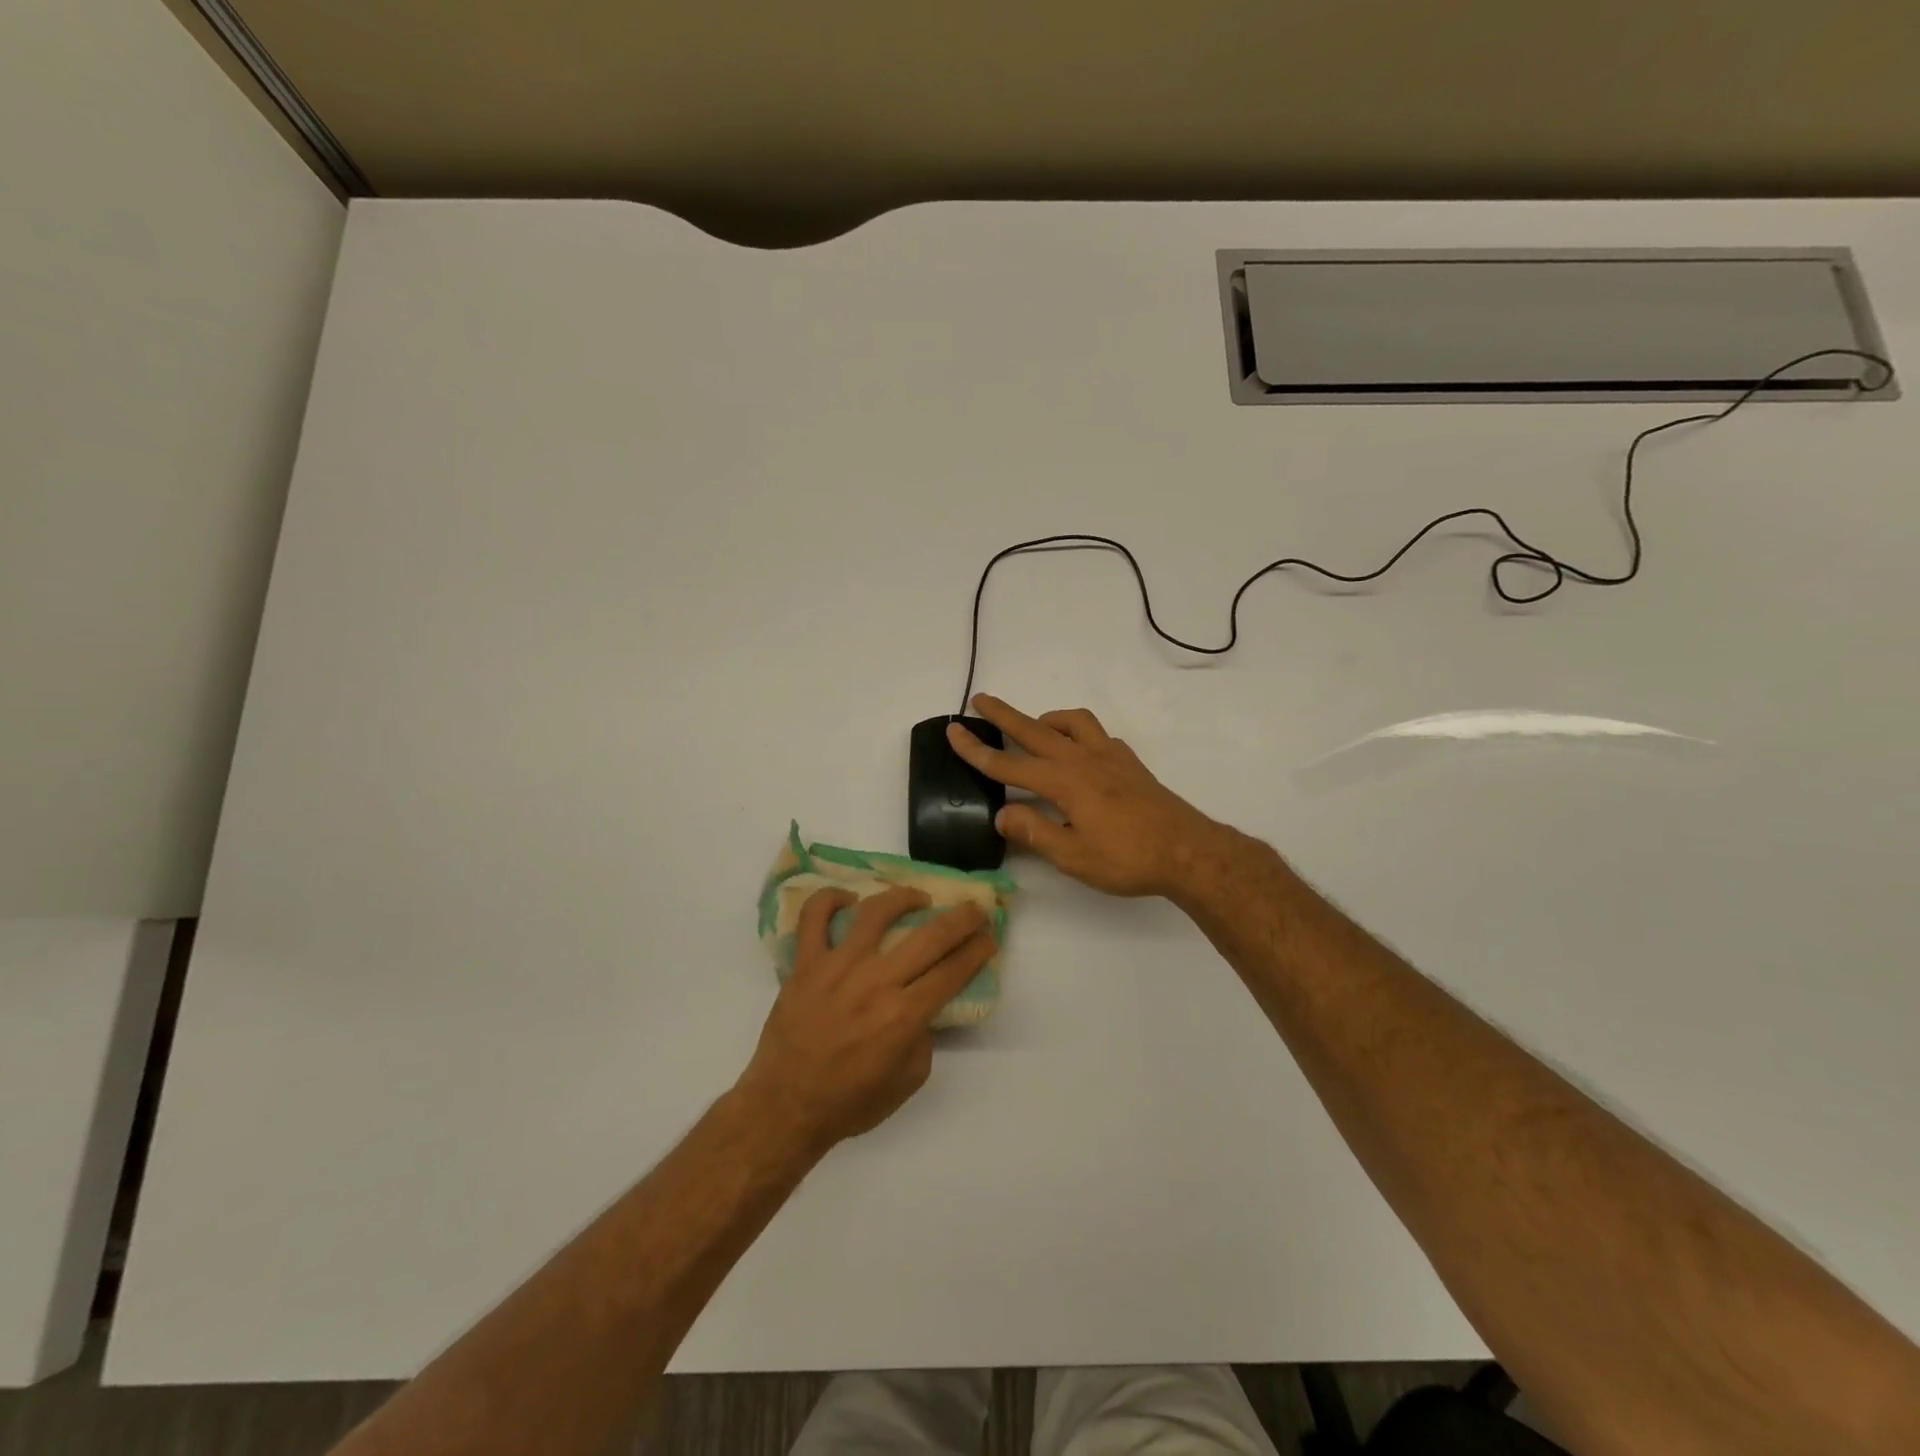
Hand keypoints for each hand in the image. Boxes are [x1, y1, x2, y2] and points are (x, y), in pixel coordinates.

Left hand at [735, 887, 994, 1153]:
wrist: (785, 1106)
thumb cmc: (850, 1101)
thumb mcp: (907, 1081)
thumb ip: (923, 1038)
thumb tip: (923, 1005)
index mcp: (904, 1015)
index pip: (953, 971)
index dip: (978, 950)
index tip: (989, 937)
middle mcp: (876, 982)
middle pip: (930, 936)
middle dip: (962, 918)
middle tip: (975, 909)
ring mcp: (837, 967)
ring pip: (876, 912)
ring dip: (903, 897)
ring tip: (917, 897)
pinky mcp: (805, 963)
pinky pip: (814, 918)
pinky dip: (829, 899)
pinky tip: (847, 899)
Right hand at [947, 695, 1223, 897]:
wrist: (1187, 851)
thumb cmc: (1127, 858)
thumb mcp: (1072, 856)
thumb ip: (1034, 831)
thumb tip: (1002, 813)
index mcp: (1064, 782)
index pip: (1009, 764)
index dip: (977, 751)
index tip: (953, 732)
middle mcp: (1083, 759)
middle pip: (1034, 730)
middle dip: (1003, 715)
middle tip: (980, 700)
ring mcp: (1109, 756)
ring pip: (1071, 722)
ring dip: (1046, 719)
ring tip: (1033, 727)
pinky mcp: (1130, 763)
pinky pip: (1097, 735)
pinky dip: (1078, 733)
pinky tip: (1078, 751)